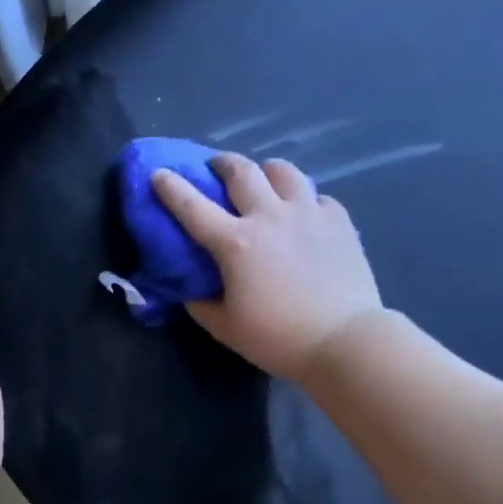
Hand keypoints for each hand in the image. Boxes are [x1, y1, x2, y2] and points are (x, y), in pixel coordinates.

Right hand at [151, 153, 384, 379]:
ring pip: (283, 171)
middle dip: (222, 163)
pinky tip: (305, 215)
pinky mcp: (340, 221)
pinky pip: (318, 197)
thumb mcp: (225, 328)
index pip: (192, 206)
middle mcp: (269, 217)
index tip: (158, 173)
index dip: (170, 187)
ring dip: (266, 171)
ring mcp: (308, 214)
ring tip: (264, 180)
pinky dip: (305, 200)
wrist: (344, 340)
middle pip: (241, 171)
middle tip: (215, 167)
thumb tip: (190, 287)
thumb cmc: (278, 338)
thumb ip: (200, 303)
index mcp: (235, 243)